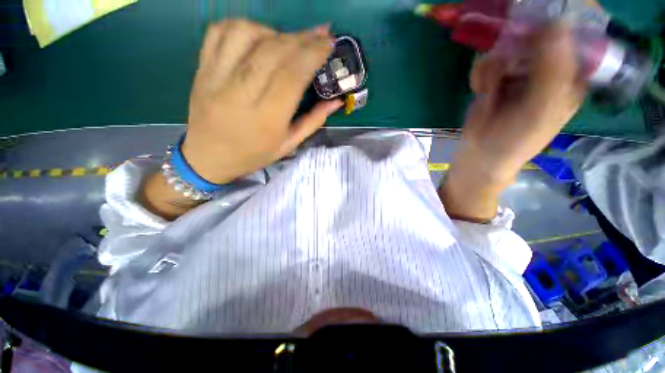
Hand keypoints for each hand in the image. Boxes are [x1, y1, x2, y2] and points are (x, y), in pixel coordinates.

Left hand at [183, 19, 342, 183]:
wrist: (209, 157)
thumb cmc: (253, 155)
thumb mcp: (288, 145)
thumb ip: (313, 121)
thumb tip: (336, 101)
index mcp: (267, 118)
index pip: (293, 75)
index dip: (313, 54)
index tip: (329, 43)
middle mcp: (241, 93)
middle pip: (275, 51)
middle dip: (303, 38)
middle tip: (321, 34)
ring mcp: (217, 76)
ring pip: (248, 34)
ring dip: (276, 31)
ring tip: (289, 41)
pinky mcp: (202, 68)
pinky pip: (220, 32)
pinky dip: (244, 26)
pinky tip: (259, 36)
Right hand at [441, 23, 585, 221]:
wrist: (480, 156)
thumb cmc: (517, 138)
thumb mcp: (542, 107)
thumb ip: (554, 67)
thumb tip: (558, 20)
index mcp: (569, 76)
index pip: (574, 36)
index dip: (560, 22)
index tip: (540, 19)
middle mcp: (546, 69)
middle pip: (537, 35)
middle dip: (518, 46)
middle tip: (508, 65)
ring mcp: (518, 74)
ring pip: (507, 48)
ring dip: (495, 67)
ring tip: (489, 90)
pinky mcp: (495, 80)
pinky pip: (488, 63)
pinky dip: (481, 75)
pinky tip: (480, 91)